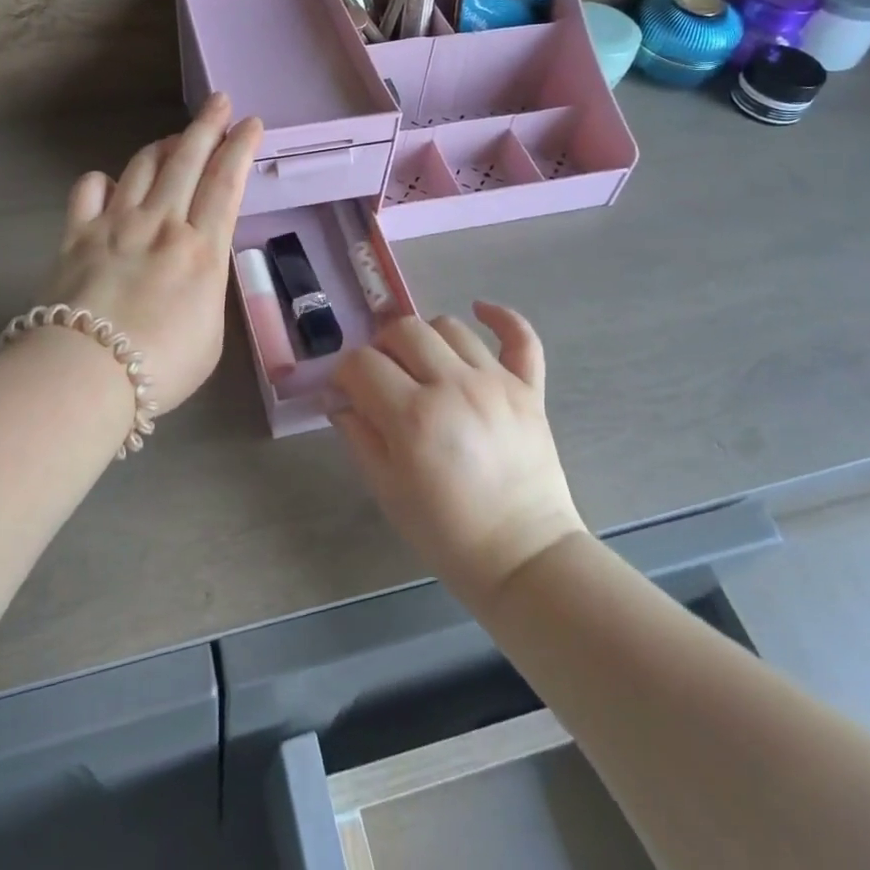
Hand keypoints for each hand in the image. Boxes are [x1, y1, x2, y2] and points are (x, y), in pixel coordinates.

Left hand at [43, 94, 262, 413]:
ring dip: (163, 146)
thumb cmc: (161, 366)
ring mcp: (116, 224)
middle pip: (187, 160)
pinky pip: (89, 189)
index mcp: (202, 248)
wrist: (87, 374)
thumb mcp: (210, 334)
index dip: (240, 148)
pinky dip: (102, 180)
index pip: (226, 182)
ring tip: (174, 140)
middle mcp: (162, 223)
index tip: (250, 123)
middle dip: (207, 125)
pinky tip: (109, 184)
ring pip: (142, 166)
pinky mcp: (76, 234)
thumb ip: (207, 290)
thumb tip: (194, 269)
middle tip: (219, 102)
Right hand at [330, 305, 586, 606]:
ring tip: (423, 365)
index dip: (345, 373)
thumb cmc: (446, 532)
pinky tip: (480, 310)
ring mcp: (496, 382)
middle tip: (383, 377)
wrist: (524, 559)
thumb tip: (340, 397)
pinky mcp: (529, 389)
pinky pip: (520, 336)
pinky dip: (501, 318)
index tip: (346, 391)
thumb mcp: (386, 489)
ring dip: (427, 339)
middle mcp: (453, 386)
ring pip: (449, 326)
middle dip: (381, 347)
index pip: (362, 363)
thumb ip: (358, 434)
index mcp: (413, 416)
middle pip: (403, 330)